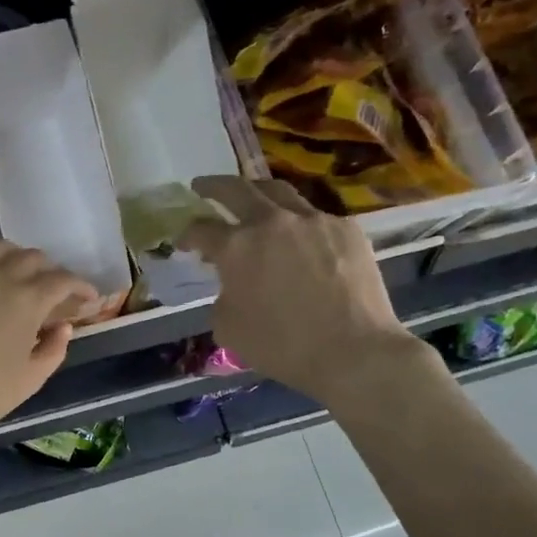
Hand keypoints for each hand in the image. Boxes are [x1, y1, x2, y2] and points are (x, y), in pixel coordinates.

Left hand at [0, 241, 97, 446]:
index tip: (89, 298)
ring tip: (21, 276)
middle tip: (55, 292)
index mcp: (28, 299)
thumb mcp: (29, 379)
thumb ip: (53, 350)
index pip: (63, 280)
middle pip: (33, 258)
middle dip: (51, 271)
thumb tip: (62, 328)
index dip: (81, 286)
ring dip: (18, 258)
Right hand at [178, 176, 429, 417]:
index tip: (184, 242)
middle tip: (202, 186)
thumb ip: (223, 296)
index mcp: (236, 247)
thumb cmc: (281, 346)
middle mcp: (271, 222)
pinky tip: (299, 237)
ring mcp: (312, 220)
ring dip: (257, 191)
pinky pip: (314, 216)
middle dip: (213, 186)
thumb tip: (233, 284)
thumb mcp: (228, 328)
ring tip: (251, 195)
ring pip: (279, 191)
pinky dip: (297, 222)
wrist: (352, 351)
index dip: (187, 234)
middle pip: (236, 189)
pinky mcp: (346, 229)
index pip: (201, 229)